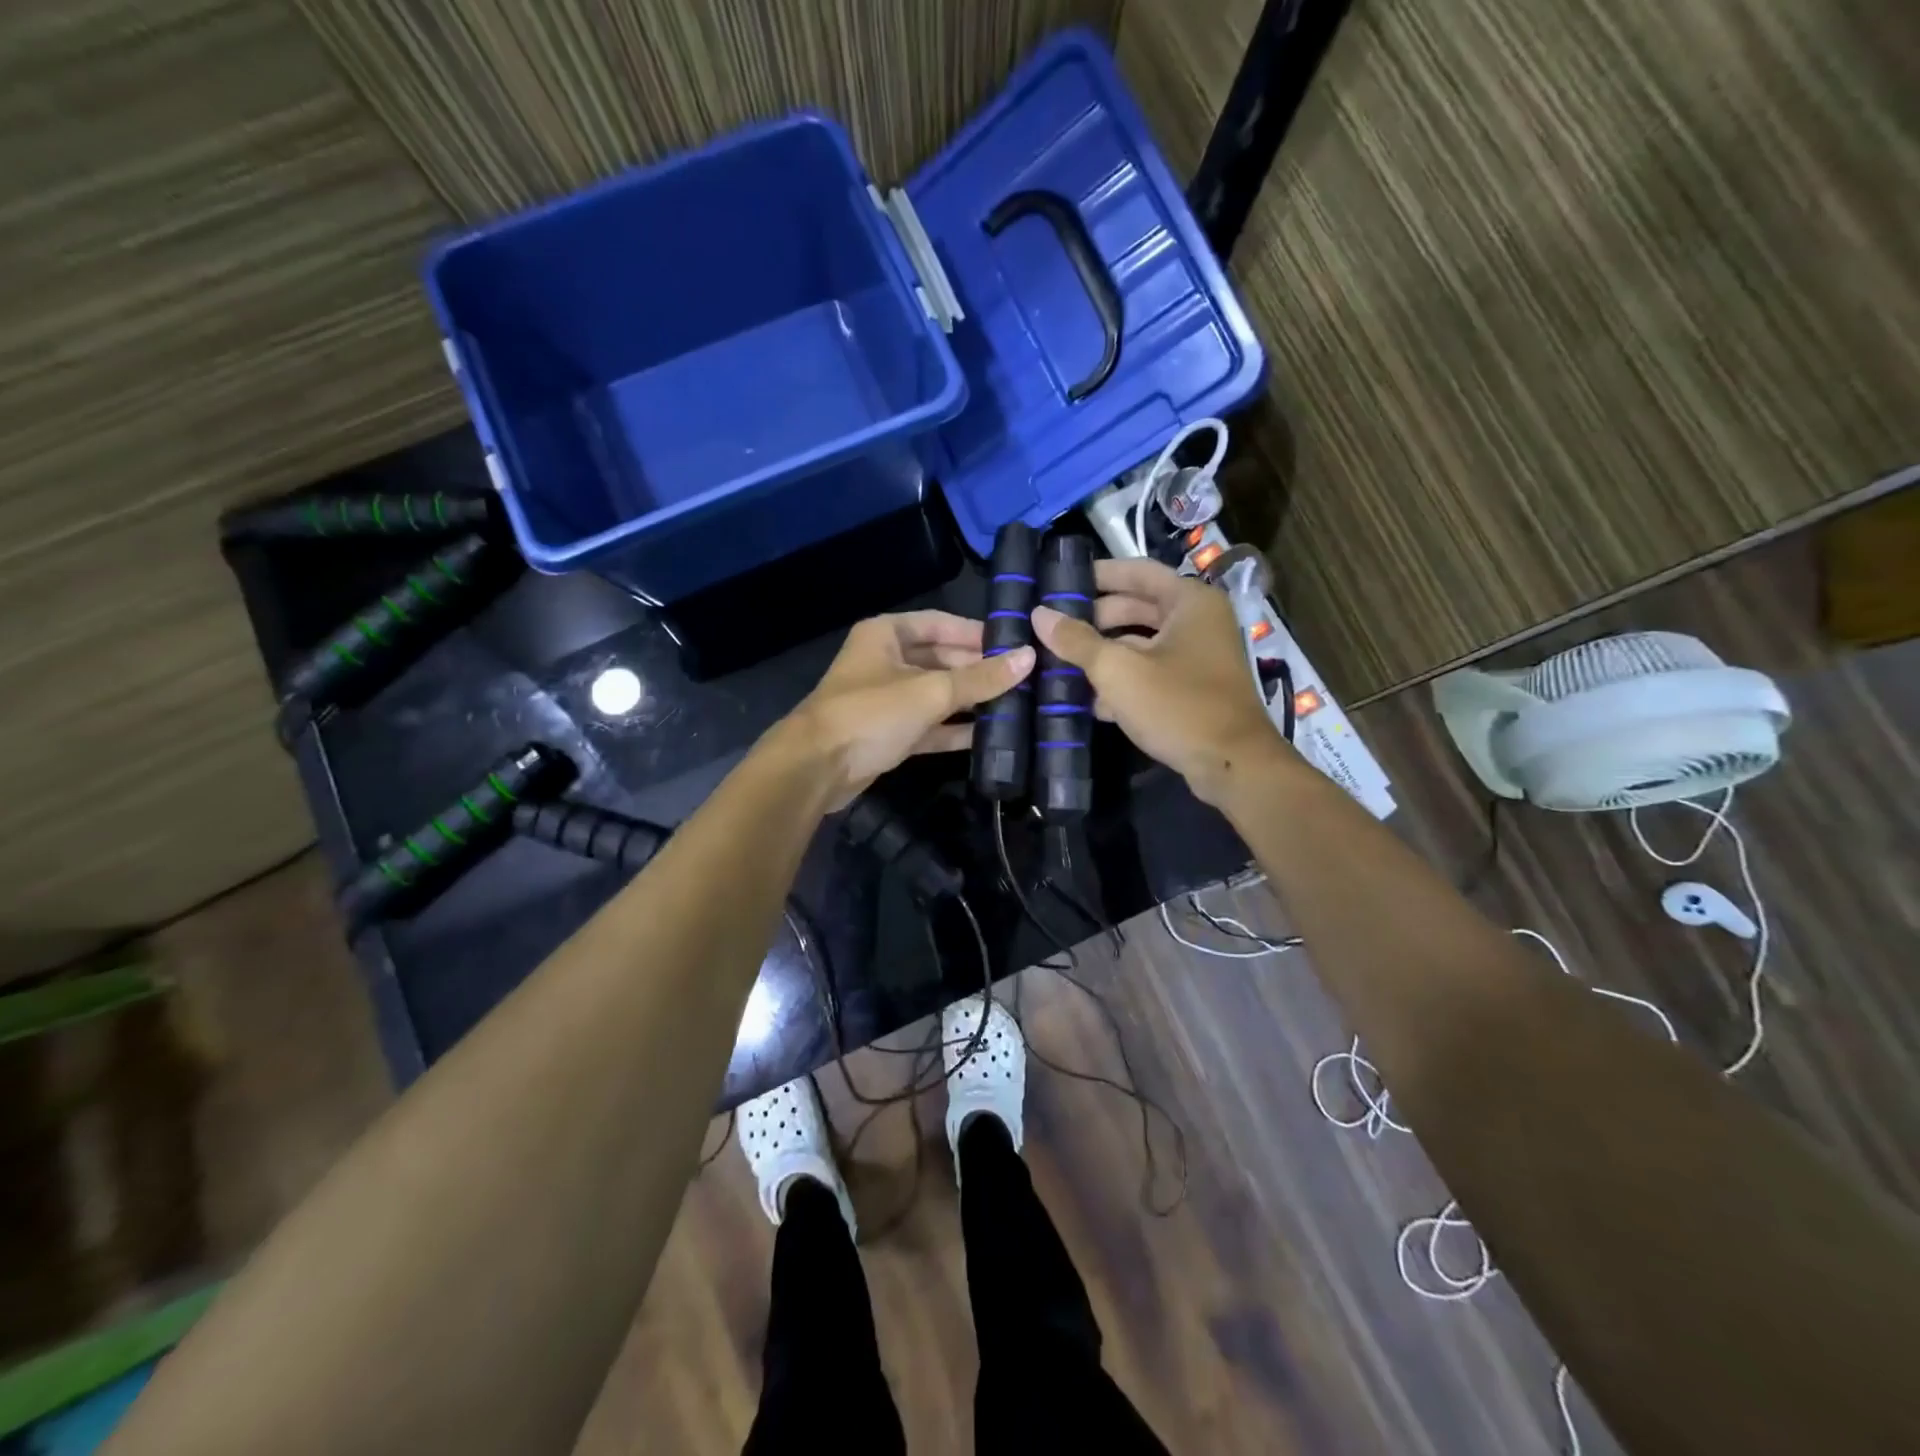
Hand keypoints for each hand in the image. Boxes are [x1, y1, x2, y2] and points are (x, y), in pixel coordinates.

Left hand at [786, 610, 1034, 808]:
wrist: (816, 768)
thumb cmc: (871, 714)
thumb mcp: (931, 692)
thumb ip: (980, 678)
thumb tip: (1028, 657)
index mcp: (887, 634)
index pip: (941, 624)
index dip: (977, 633)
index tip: (1014, 644)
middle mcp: (886, 660)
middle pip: (942, 659)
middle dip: (978, 670)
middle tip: (1023, 679)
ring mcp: (887, 699)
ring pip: (937, 694)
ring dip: (970, 701)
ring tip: (1016, 705)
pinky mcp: (890, 733)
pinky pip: (930, 725)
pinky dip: (954, 729)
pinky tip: (988, 735)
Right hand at [1031, 558, 1288, 804]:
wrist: (1232, 765)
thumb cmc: (1177, 705)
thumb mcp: (1118, 670)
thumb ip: (1077, 641)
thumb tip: (1040, 614)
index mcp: (1190, 601)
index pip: (1137, 571)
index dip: (1098, 574)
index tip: (1061, 582)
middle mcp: (1199, 621)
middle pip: (1139, 607)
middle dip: (1096, 618)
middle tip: (1055, 626)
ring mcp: (1200, 656)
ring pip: (1143, 643)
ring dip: (1106, 652)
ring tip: (1063, 663)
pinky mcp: (1195, 688)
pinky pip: (1153, 671)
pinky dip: (1125, 679)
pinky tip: (1092, 701)